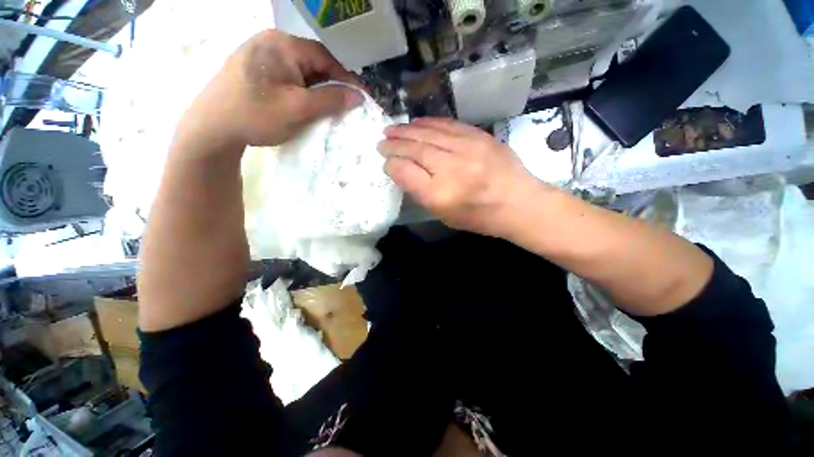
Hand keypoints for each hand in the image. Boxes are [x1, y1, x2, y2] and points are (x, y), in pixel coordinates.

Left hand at [175, 30, 362, 155]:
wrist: (212, 128)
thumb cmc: (256, 115)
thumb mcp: (299, 108)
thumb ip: (331, 100)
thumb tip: (359, 96)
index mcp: (282, 45)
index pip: (325, 57)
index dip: (346, 78)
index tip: (359, 98)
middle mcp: (271, 43)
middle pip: (313, 63)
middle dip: (331, 85)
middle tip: (344, 107)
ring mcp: (261, 55)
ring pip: (301, 71)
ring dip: (317, 90)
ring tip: (326, 109)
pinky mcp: (255, 69)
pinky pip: (288, 77)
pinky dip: (301, 91)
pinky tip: (304, 105)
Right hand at [379, 117, 549, 237]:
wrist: (519, 204)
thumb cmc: (479, 217)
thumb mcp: (444, 215)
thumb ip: (421, 192)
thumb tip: (402, 170)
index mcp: (440, 195)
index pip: (406, 172)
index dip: (392, 164)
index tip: (385, 161)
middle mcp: (451, 169)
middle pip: (415, 150)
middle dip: (395, 144)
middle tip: (382, 141)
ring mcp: (467, 149)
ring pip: (429, 134)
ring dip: (407, 130)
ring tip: (392, 129)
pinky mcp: (480, 137)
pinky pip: (448, 125)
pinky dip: (429, 123)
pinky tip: (416, 123)